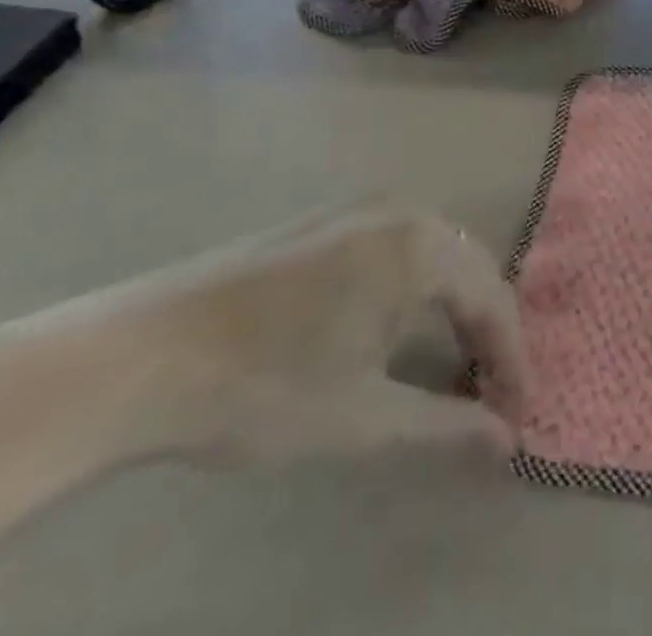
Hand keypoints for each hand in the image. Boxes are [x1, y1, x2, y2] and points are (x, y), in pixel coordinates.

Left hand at [0, 208, 527, 467]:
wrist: (136, 356)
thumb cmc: (264, 387)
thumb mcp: (363, 417)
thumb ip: (446, 423)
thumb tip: (507, 440)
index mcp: (421, 244)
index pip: (493, 299)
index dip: (511, 360)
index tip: (515, 417)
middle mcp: (400, 211)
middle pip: (469, 269)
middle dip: (485, 333)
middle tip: (488, 397)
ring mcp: (357, 210)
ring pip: (432, 258)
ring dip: (450, 311)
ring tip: (451, 370)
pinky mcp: (321, 224)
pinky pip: (394, 251)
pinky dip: (413, 293)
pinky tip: (395, 334)